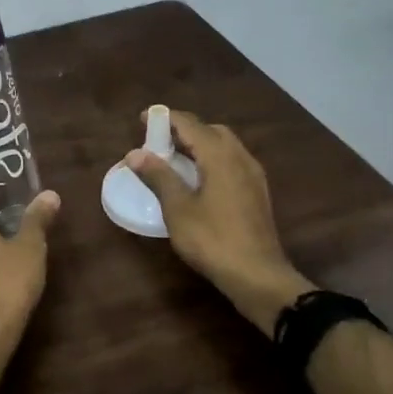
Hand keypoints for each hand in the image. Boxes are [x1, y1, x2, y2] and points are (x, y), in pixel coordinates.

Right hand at [126, 109, 313, 336]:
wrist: (258, 275)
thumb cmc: (213, 240)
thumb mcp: (178, 208)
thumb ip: (158, 176)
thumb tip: (135, 153)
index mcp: (220, 156)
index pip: (191, 125)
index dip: (166, 118)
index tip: (143, 119)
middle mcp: (241, 158)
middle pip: (212, 131)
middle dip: (185, 129)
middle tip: (159, 140)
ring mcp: (253, 176)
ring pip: (225, 146)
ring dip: (200, 144)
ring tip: (175, 158)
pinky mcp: (257, 193)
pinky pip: (232, 162)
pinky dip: (212, 159)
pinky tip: (199, 179)